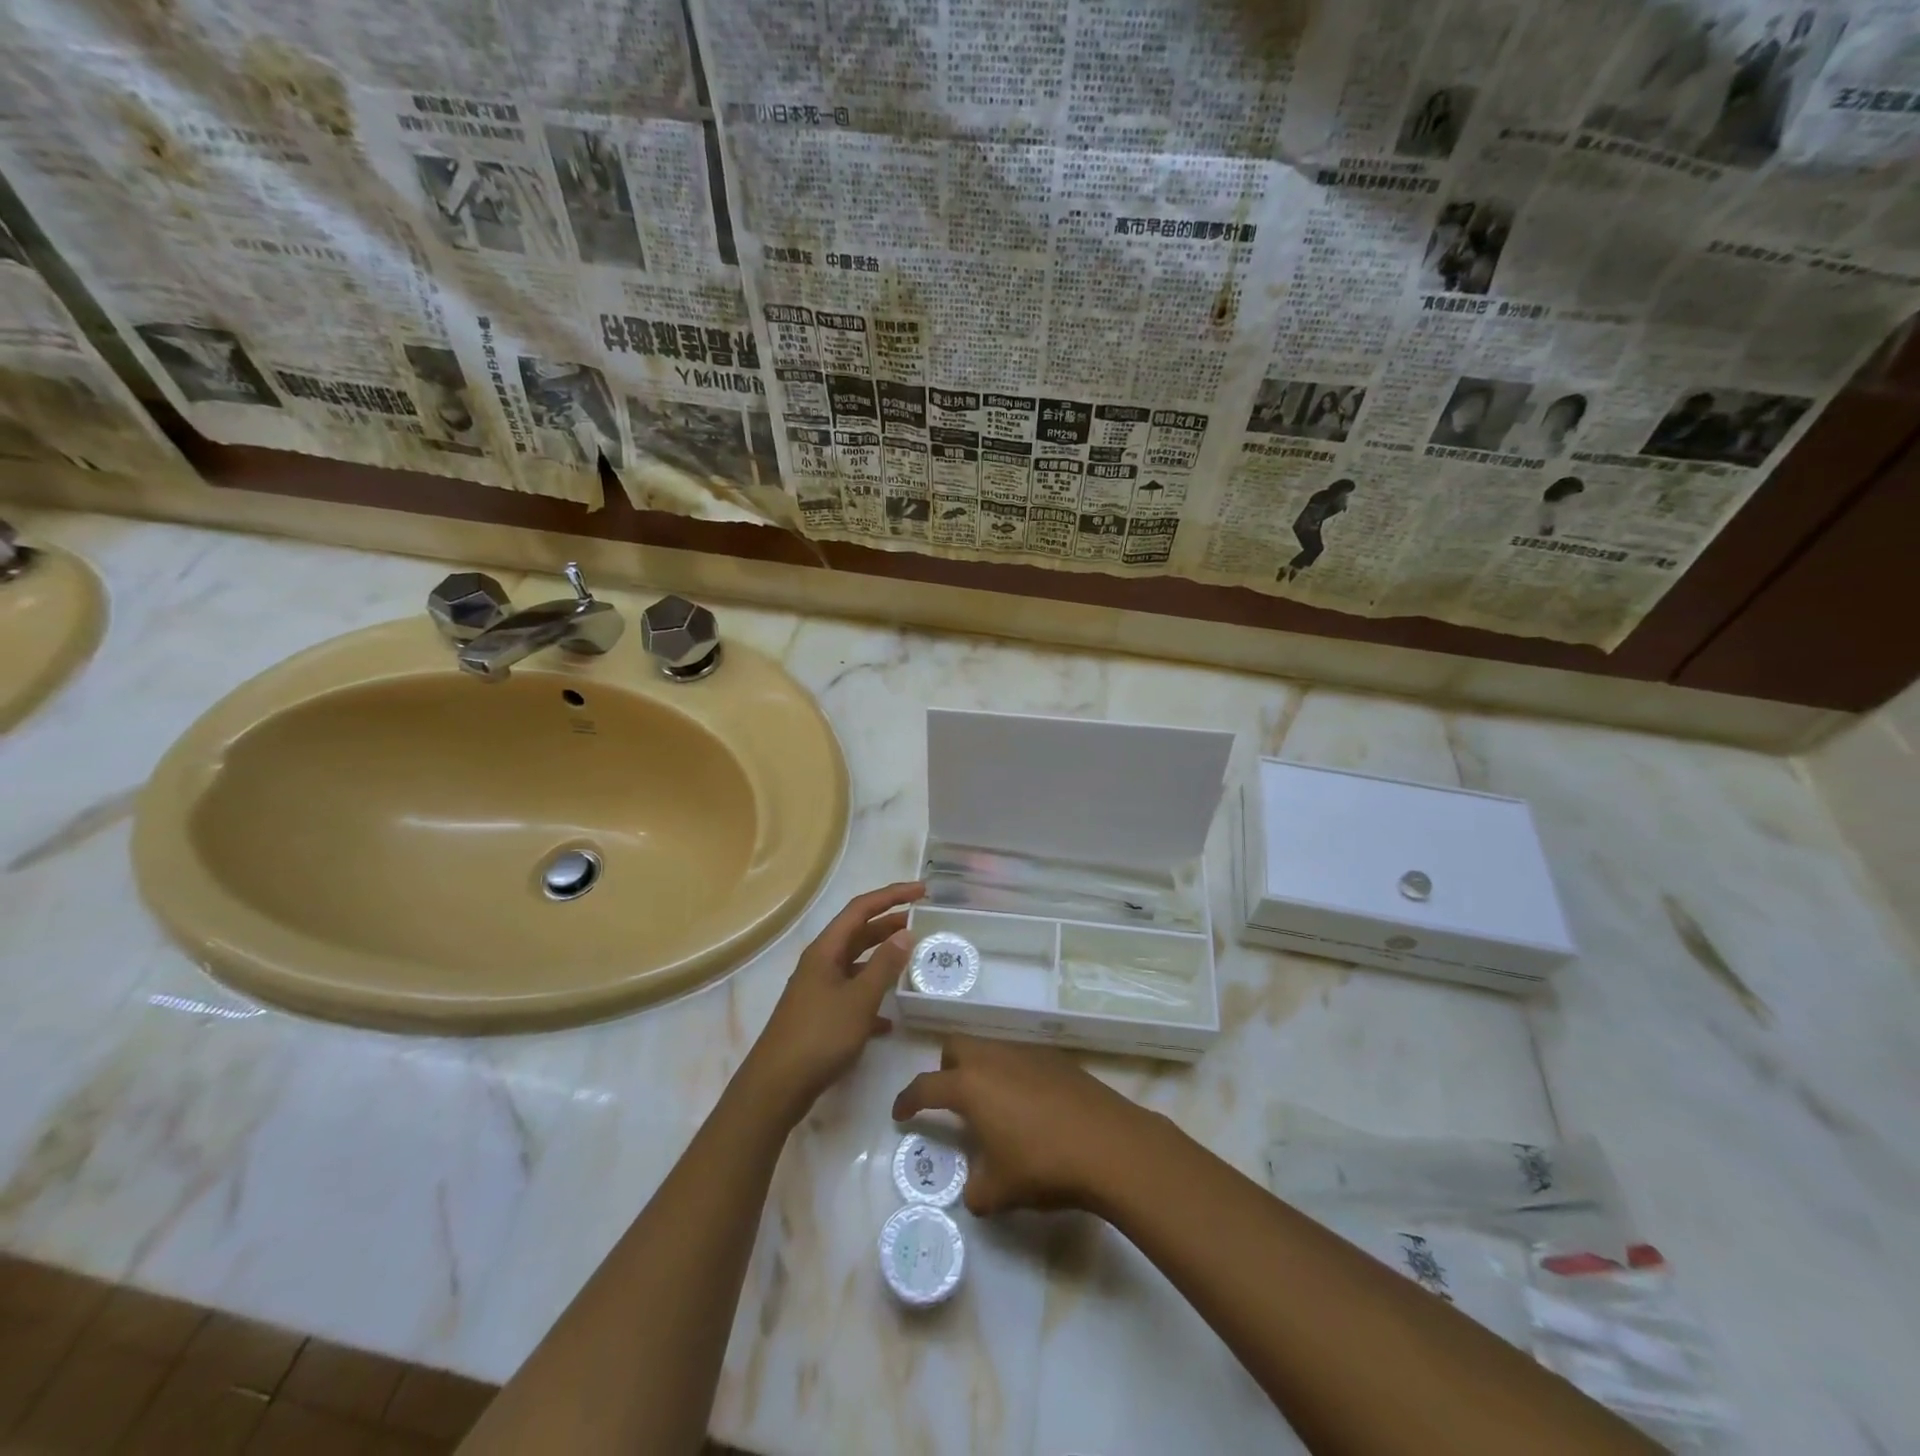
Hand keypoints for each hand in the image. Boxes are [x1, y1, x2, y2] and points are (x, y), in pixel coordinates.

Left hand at [741, 881, 923, 1120]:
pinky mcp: (820, 1017)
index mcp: (825, 950)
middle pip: (858, 933)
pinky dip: (872, 998)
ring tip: (913, 960)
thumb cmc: (819, 1036)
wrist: (776, 1087)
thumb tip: (905, 932)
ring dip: (883, 960)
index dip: (892, 895)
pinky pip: (852, 996)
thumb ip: (884, 965)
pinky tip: (891, 1019)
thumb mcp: (859, 999)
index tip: (922, 891)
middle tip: (923, 922)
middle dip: (889, 924)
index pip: (861, 909)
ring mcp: (818, 990)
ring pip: (857, 965)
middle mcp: (820, 963)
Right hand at [892, 1035, 1155, 1215]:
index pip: (926, 1086)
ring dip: (981, 1071)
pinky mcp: (1056, 1059)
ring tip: (993, 1108)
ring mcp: (1027, 1053)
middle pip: (956, 1047)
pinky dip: (1012, 1075)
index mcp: (970, 1086)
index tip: (900, 1113)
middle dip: (946, 1069)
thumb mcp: (999, 1191)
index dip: (907, 1100)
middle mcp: (993, 1058)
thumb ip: (976, 1190)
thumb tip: (975, 1190)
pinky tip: (1030, 1107)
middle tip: (951, 1102)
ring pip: (990, 1049)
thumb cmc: (1044, 1165)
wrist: (1110, 1145)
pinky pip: (1020, 1058)